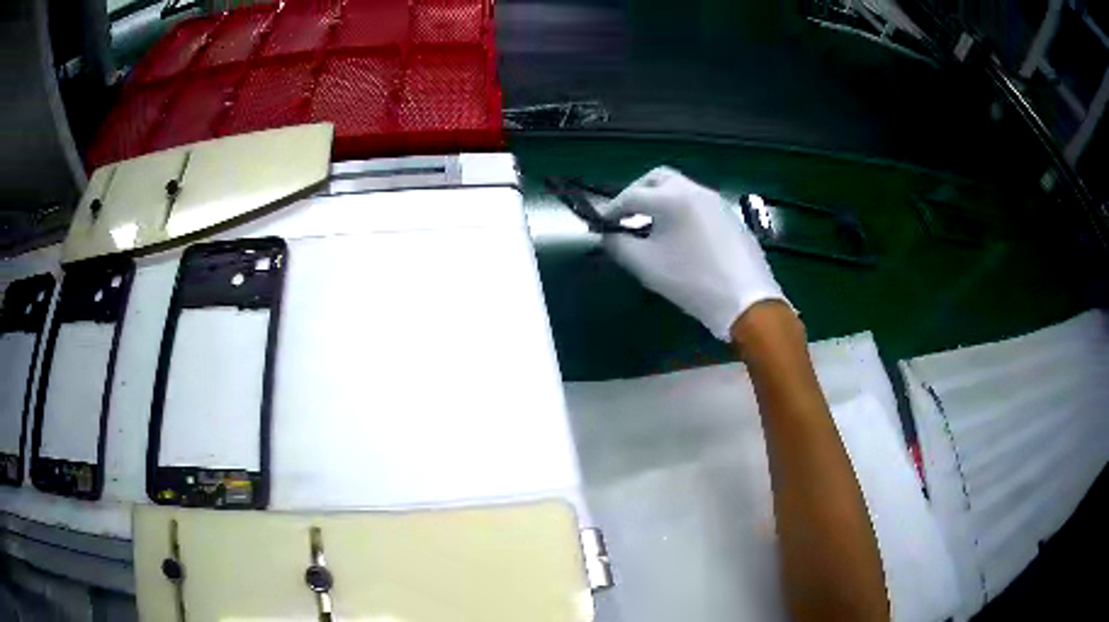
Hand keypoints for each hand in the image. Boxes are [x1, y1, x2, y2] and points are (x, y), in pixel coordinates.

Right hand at [599, 166, 789, 340]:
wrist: (747, 301)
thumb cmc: (692, 281)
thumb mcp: (646, 266)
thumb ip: (619, 245)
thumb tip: (608, 234)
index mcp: (673, 197)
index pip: (632, 195)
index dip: (612, 209)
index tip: (601, 224)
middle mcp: (696, 190)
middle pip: (659, 179)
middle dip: (638, 193)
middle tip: (626, 215)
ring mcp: (718, 202)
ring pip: (681, 190)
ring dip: (661, 201)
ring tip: (651, 228)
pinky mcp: (731, 218)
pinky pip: (699, 205)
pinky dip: (682, 212)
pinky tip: (681, 238)